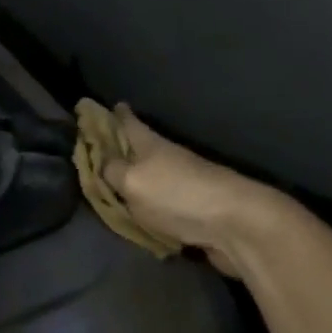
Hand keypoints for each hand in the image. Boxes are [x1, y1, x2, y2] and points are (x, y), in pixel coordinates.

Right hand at [100, 104, 269, 278]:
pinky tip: (137, 215)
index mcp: (151, 144)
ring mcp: (182, 185)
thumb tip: (100, 163)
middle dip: (119, 148)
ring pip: (150, 178)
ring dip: (134, 179)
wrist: (235, 226)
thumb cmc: (177, 195)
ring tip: (112, 185)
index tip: (99, 106)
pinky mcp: (192, 212)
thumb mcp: (132, 181)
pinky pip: (161, 205)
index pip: (128, 122)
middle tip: (97, 150)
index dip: (114, 115)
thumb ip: (111, 172)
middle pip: (138, 149)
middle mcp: (167, 160)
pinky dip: (148, 206)